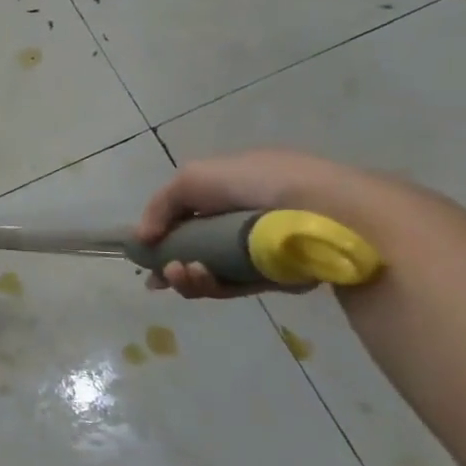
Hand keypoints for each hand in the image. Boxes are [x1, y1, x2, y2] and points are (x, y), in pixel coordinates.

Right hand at [134, 149, 361, 299]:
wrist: (322, 210)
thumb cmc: (256, 183)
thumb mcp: (193, 178)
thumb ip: (160, 206)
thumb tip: (143, 238)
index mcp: (233, 188)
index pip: (191, 213)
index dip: (164, 233)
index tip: (144, 253)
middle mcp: (246, 219)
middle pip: (197, 247)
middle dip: (172, 261)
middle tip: (159, 275)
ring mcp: (262, 250)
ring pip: (213, 270)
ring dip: (188, 276)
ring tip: (179, 273)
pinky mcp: (278, 278)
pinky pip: (237, 286)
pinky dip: (213, 285)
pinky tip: (199, 277)